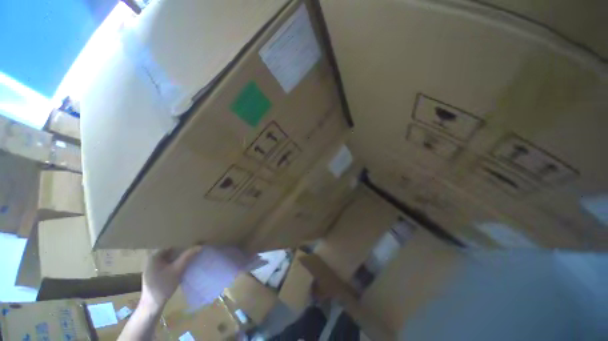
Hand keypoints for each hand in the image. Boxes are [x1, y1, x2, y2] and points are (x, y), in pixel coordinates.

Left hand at [140, 246, 201, 311]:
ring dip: (179, 253)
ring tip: (191, 249)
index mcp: (153, 255)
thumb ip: (187, 257)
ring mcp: (153, 264)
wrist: (152, 305)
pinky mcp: (156, 270)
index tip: (193, 239)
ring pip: (169, 254)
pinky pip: (168, 260)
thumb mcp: (177, 270)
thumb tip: (199, 246)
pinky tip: (184, 259)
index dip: (182, 240)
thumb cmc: (162, 287)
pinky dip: (176, 258)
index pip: (170, 242)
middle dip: (181, 246)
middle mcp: (152, 257)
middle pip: (169, 248)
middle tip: (194, 243)